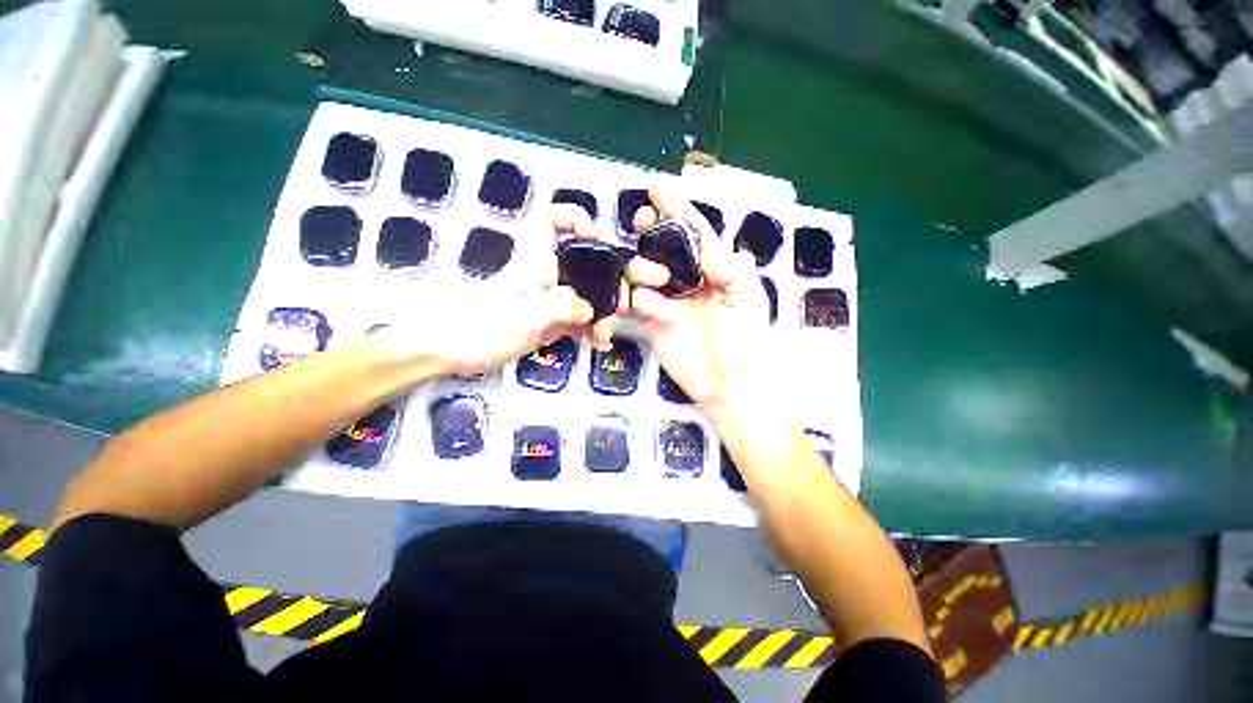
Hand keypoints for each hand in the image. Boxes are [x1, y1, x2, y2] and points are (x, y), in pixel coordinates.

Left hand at [376, 204, 625, 375]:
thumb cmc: (479, 327)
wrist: (451, 352)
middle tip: (618, 304)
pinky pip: (580, 319)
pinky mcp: (550, 322)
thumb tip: (589, 310)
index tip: (594, 238)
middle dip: (607, 282)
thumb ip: (560, 306)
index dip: (575, 219)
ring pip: (587, 294)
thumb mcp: (523, 315)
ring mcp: (549, 299)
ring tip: (605, 334)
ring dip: (603, 312)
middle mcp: (545, 274)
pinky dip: (593, 328)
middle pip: (585, 263)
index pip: (552, 219)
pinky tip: (598, 342)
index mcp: (534, 260)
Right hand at [628, 186, 781, 417]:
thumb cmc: (745, 340)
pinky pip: (636, 301)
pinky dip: (642, 301)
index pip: (695, 233)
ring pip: (644, 270)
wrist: (728, 385)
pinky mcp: (652, 321)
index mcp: (716, 270)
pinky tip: (657, 314)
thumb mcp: (746, 297)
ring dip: (644, 267)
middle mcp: (690, 280)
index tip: (658, 187)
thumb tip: (715, 243)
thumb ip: (728, 266)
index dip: (678, 209)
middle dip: (652, 230)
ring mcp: (669, 300)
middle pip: (663, 246)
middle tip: (645, 222)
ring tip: (657, 281)